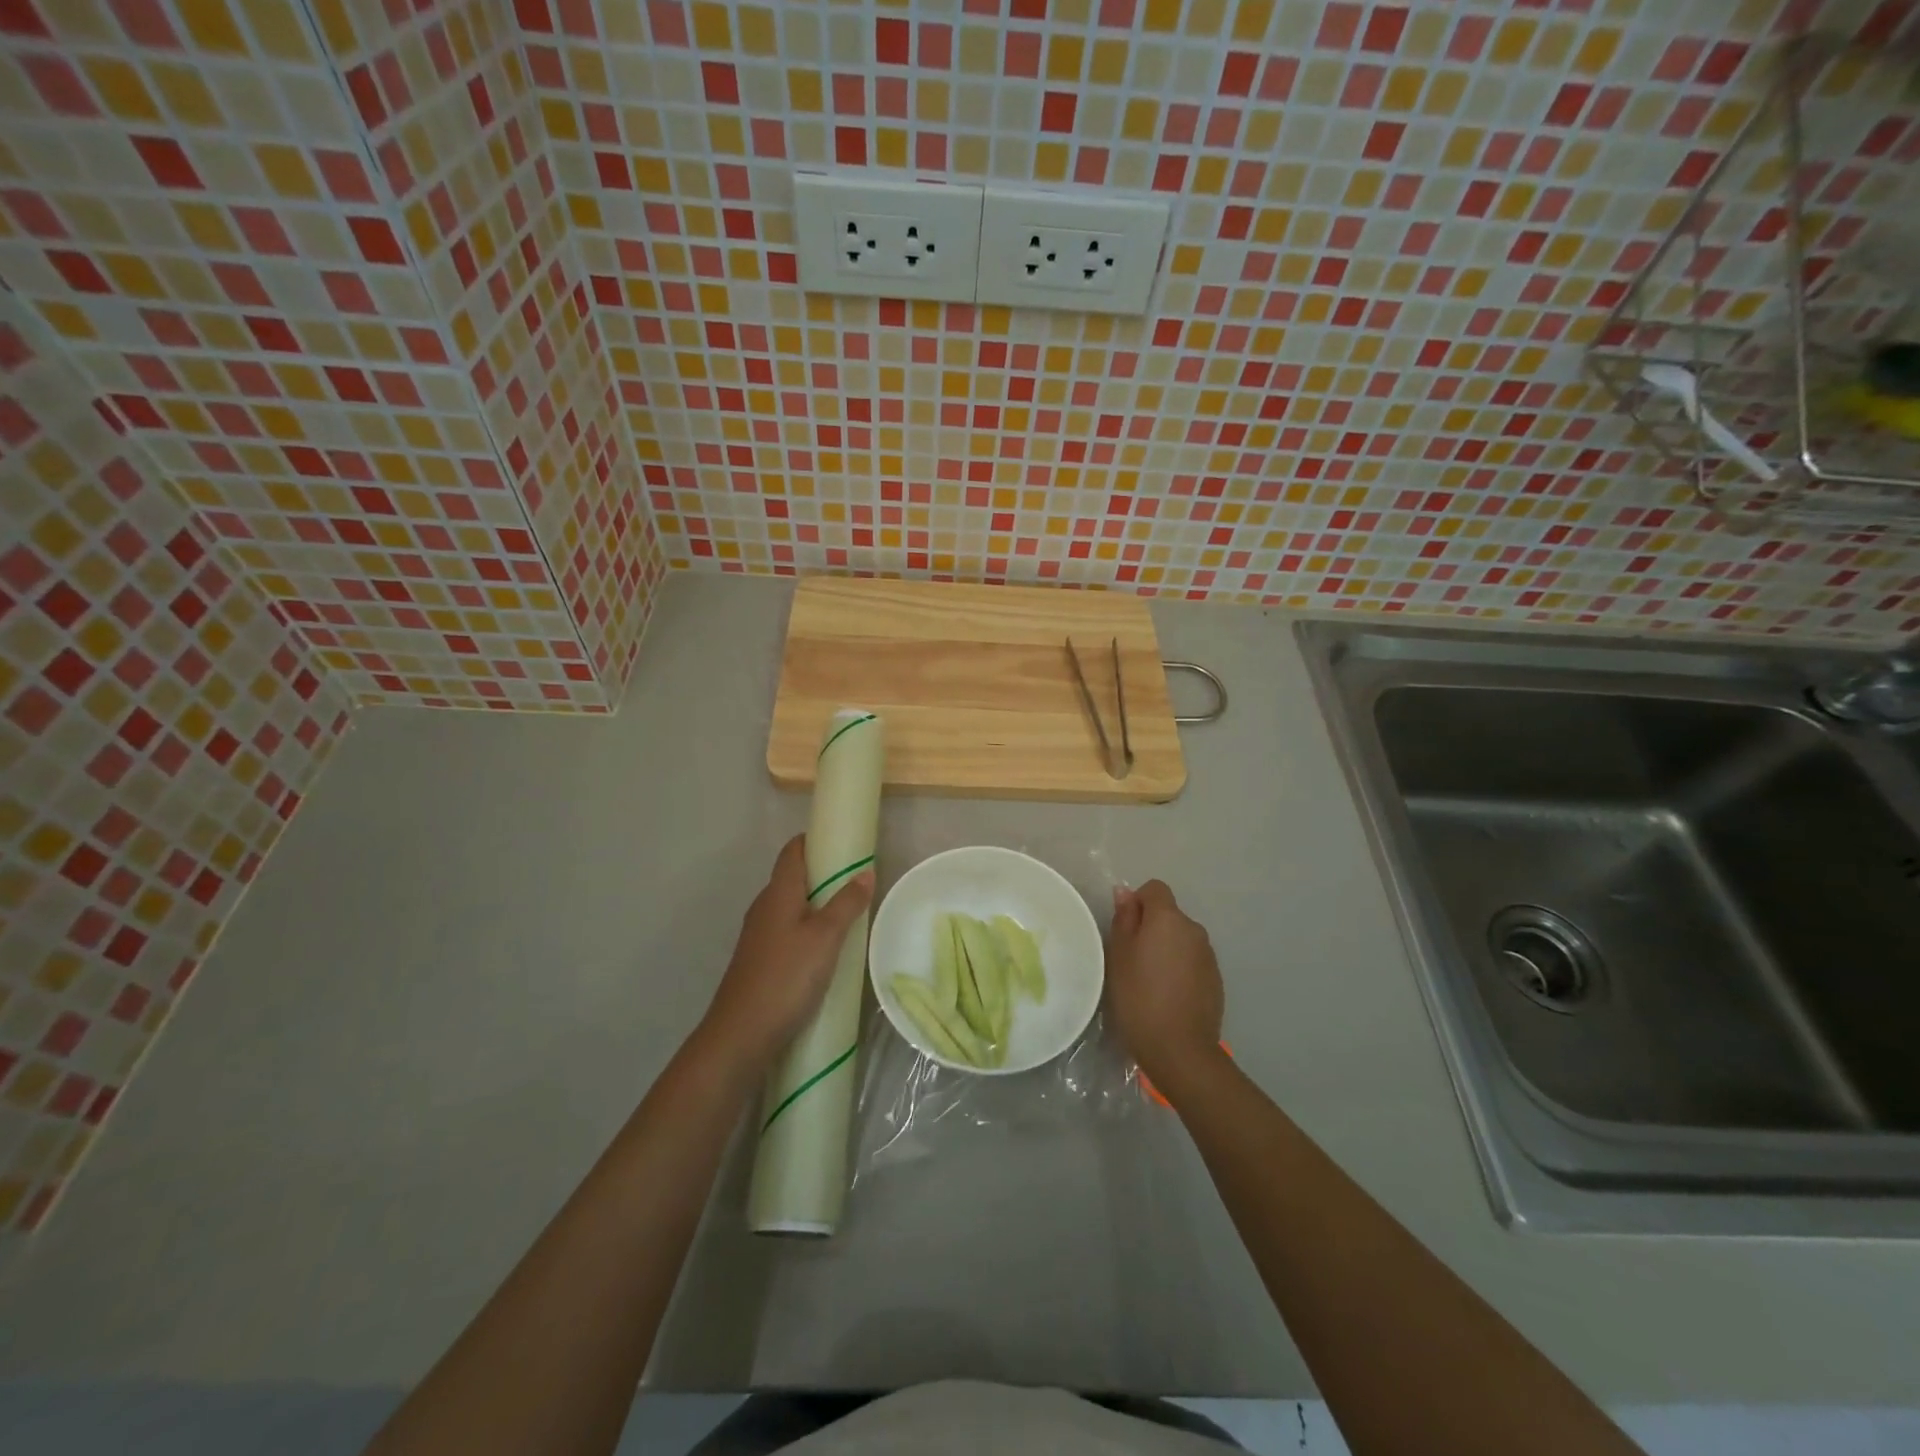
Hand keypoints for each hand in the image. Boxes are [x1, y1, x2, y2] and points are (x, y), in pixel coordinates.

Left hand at [701, 835, 874, 1071]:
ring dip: (817, 905)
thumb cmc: (786, 977)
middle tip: (857, 882)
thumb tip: (865, 872)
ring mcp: (758, 935)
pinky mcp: (759, 960)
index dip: (816, 840)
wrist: (741, 1035)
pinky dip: (807, 929)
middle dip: (823, 874)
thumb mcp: (826, 938)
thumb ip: (846, 904)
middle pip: (793, 877)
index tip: (844, 843)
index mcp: (778, 893)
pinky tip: (826, 950)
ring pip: (791, 907)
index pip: (793, 851)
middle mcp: (764, 907)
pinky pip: (787, 932)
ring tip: (849, 916)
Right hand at [1105, 880, 1224, 1090]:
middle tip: (1131, 959)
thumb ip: (1124, 918)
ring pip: (1181, 939)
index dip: (1138, 903)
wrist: (1179, 1048)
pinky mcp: (1216, 980)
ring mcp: (1209, 956)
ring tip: (1149, 981)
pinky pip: (1192, 961)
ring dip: (1166, 949)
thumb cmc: (1139, 996)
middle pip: (1169, 915)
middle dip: (1151, 928)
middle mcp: (1194, 929)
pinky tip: (1168, 996)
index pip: (1155, 889)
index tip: (1125, 930)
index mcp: (1169, 918)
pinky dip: (1180, 969)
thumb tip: (1126, 892)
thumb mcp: (1118, 954)